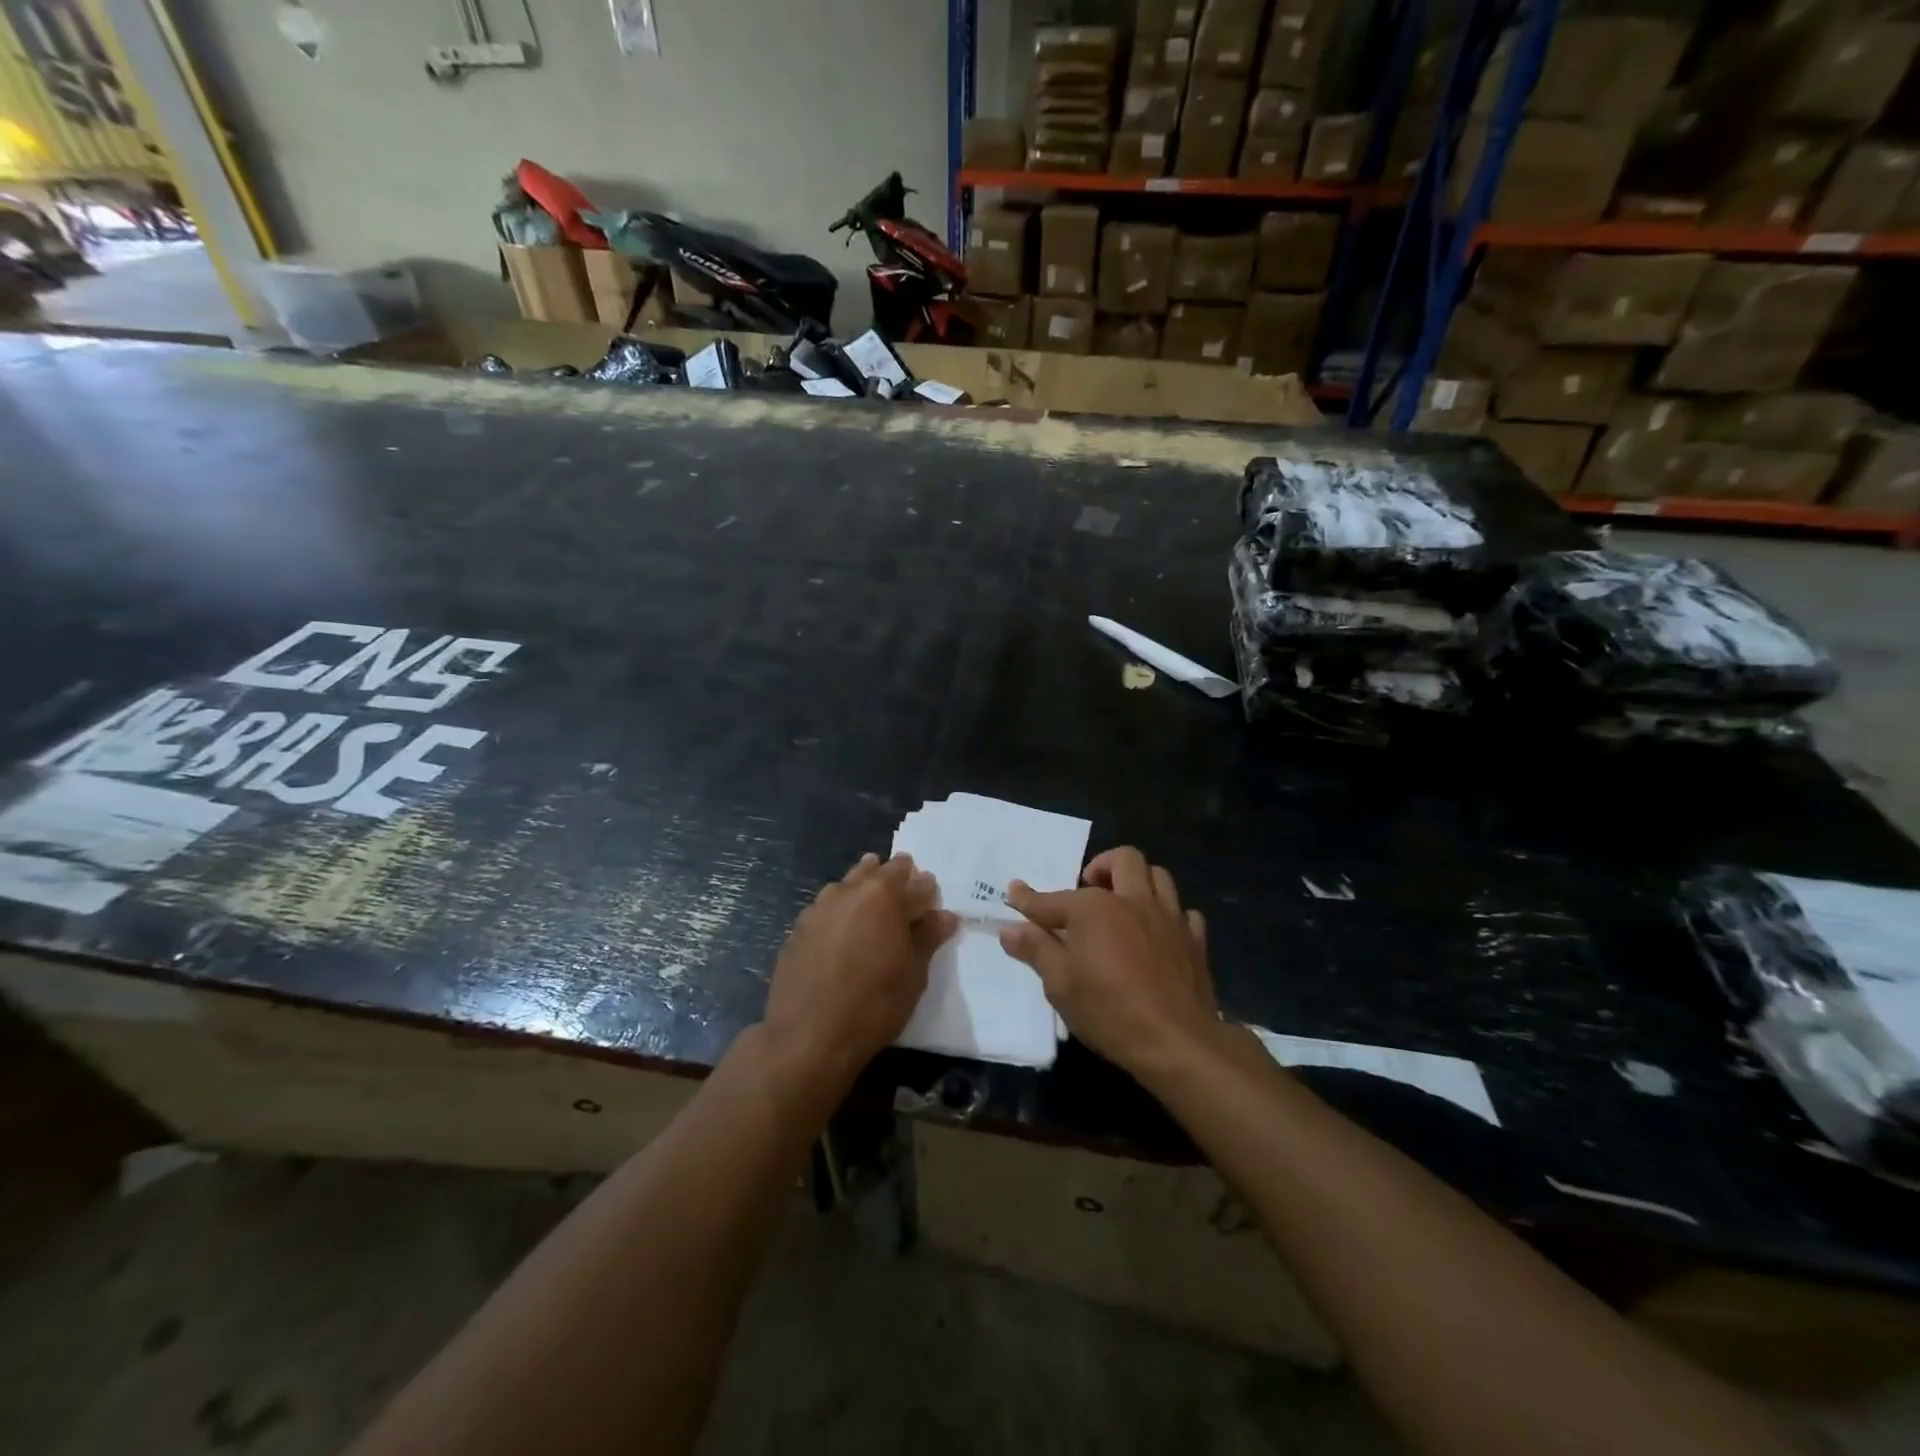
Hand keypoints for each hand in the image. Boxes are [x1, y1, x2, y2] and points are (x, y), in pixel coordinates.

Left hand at [761, 853, 956, 1093]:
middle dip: (895, 877)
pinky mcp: (798, 928)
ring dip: (864, 888)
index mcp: (884, 895)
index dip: (926, 889)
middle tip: (904, 895)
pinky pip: (826, 908)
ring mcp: (819, 907)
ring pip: (848, 884)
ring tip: (874, 909)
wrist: (807, 1036)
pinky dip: (840, 912)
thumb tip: (945, 916)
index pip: (914, 882)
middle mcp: (849, 890)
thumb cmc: (873, 1004)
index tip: (931, 900)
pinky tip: (843, 933)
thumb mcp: (913, 974)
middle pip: (877, 871)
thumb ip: (928, 938)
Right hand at [1000, 846, 1221, 1078]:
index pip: (1052, 900)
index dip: (1029, 899)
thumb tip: (1010, 929)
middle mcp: (1132, 901)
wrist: (1176, 1041)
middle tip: (1088, 886)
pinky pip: (1184, 913)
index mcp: (1094, 909)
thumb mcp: (1060, 985)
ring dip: (1138, 880)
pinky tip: (1159, 933)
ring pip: (1158, 876)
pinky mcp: (1195, 940)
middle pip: (1123, 859)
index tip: (1014, 892)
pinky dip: (1170, 915)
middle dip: (1102, 865)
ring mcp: (1168, 918)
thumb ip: (1036, 950)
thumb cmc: (1109, 1011)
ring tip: (1124, 901)